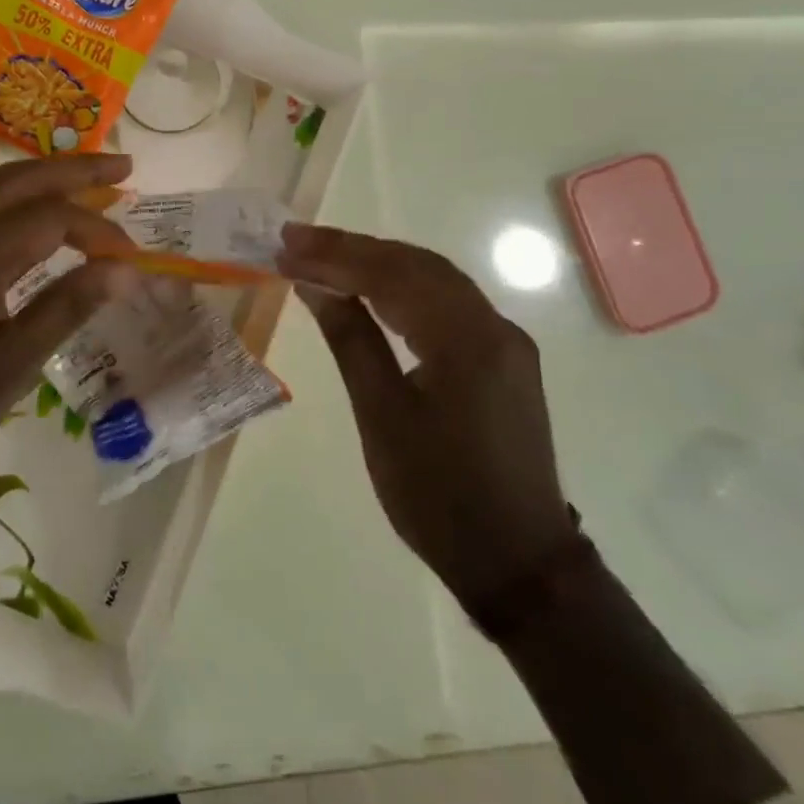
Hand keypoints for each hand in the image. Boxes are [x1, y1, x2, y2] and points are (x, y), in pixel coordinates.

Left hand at [0, 153, 138, 505]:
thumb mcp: (11, 368)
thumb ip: (67, 308)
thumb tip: (126, 269)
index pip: (51, 218)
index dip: (99, 231)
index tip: (134, 259)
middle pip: (19, 180)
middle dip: (74, 170)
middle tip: (124, 168)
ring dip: (39, 177)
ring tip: (83, 179)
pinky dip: (8, 195)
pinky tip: (26, 213)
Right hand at [277, 225, 576, 615]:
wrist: (519, 562)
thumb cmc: (439, 495)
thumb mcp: (382, 416)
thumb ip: (351, 340)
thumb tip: (316, 284)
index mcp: (466, 339)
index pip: (392, 274)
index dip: (334, 256)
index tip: (285, 246)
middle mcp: (494, 325)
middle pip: (416, 264)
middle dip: (353, 248)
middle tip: (295, 241)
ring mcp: (504, 341)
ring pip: (434, 279)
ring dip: (377, 262)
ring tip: (322, 256)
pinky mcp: (503, 359)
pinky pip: (448, 303)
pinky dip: (403, 287)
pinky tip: (370, 290)